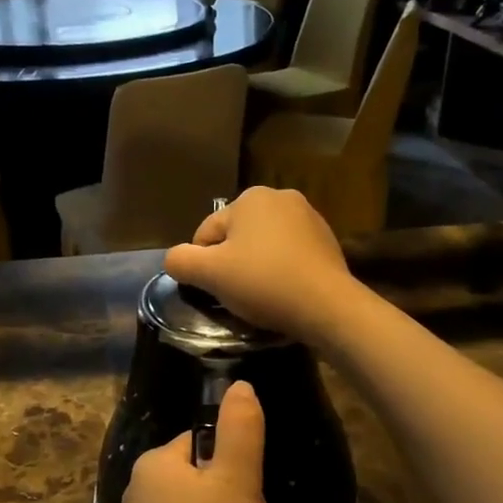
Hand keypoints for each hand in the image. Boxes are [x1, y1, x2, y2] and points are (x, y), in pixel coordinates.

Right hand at [164, 187, 359, 345]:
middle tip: (237, 294)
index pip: (206, 233)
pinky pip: (289, 255)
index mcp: (250, 197)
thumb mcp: (209, 274)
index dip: (203, 265)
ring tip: (262, 295)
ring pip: (263, 246)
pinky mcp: (328, 241)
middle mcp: (280, 197)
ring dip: (256, 267)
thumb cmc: (263, 282)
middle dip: (232, 263)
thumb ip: (180, 261)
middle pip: (236, 237)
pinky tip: (284, 292)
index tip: (214, 290)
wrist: (328, 306)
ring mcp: (309, 217)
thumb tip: (174, 259)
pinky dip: (281, 270)